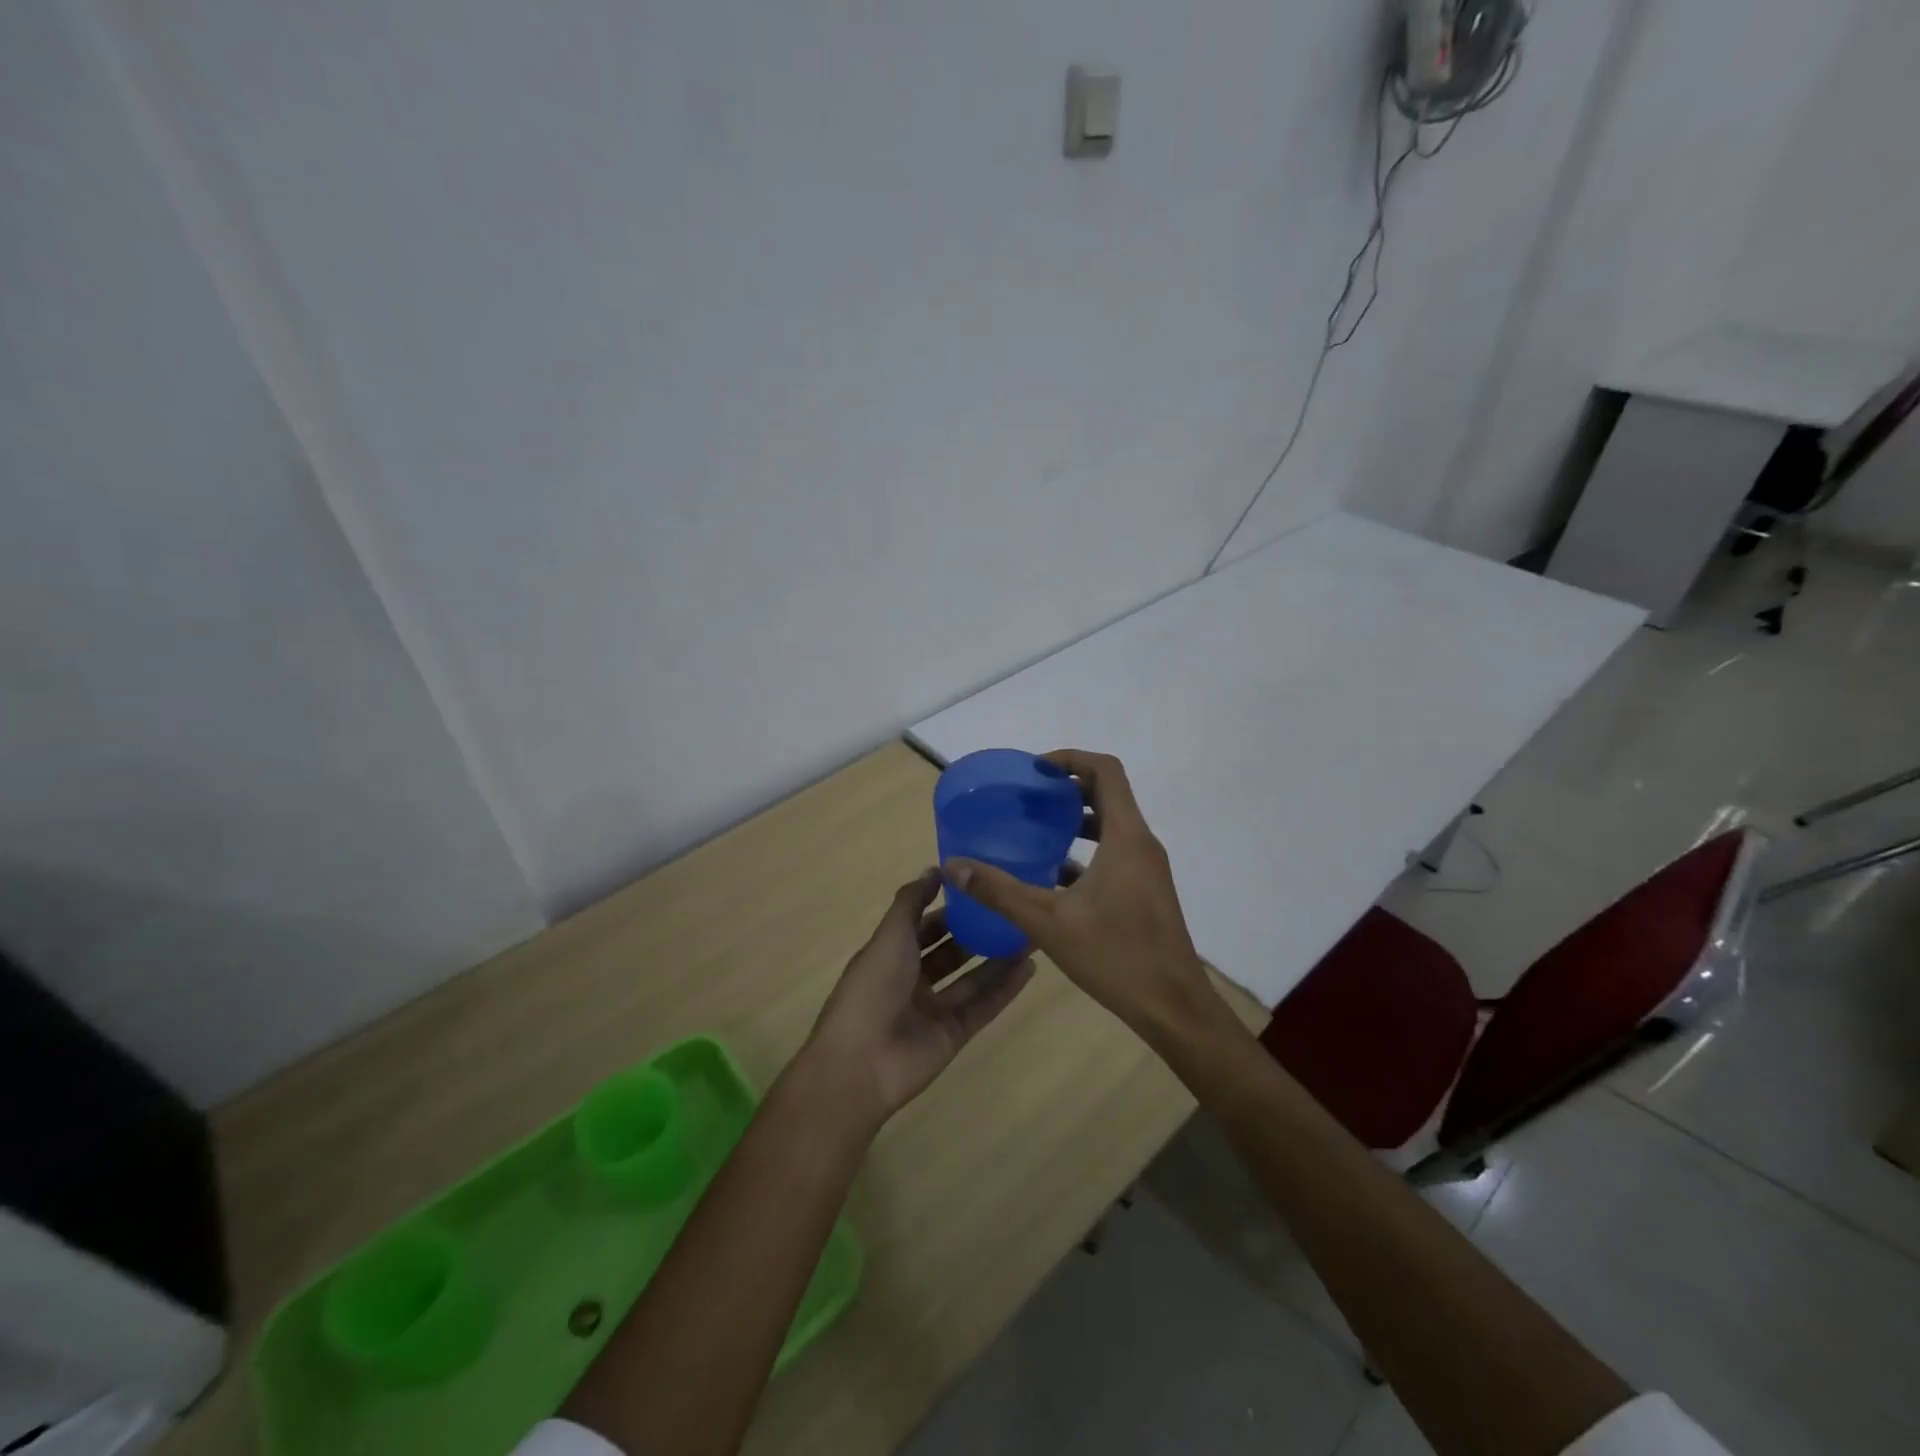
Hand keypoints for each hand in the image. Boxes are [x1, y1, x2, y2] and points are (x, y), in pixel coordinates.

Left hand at [804, 869, 1034, 1127]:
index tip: (980, 888)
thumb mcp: (890, 935)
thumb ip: (912, 902)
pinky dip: (1005, 989)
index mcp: (890, 954)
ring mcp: (933, 1009)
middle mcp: (912, 980)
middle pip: (950, 951)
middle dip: (978, 932)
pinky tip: (1030, 967)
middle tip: (1012, 911)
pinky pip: (983, 1007)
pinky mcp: (953, 1034)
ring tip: (1031, 935)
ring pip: (972, 979)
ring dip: (998, 958)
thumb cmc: (872, 988)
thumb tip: (934, 869)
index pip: (924, 925)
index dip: (948, 907)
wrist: (861, 1063)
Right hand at [941, 750, 1217, 1040]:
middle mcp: (1142, 843)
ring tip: (1036, 830)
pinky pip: (1115, 853)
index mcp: (1126, 836)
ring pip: (1112, 825)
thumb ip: (999, 891)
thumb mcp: (1048, 922)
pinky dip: (1087, 851)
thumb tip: (954, 866)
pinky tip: (1053, 875)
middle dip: (1068, 788)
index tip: (1035, 770)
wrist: (1173, 1007)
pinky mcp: (1146, 891)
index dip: (1070, 759)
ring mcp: (1147, 869)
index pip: (1105, 771)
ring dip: (1077, 820)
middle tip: (1028, 797)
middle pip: (1108, 793)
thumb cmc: (1115, 955)